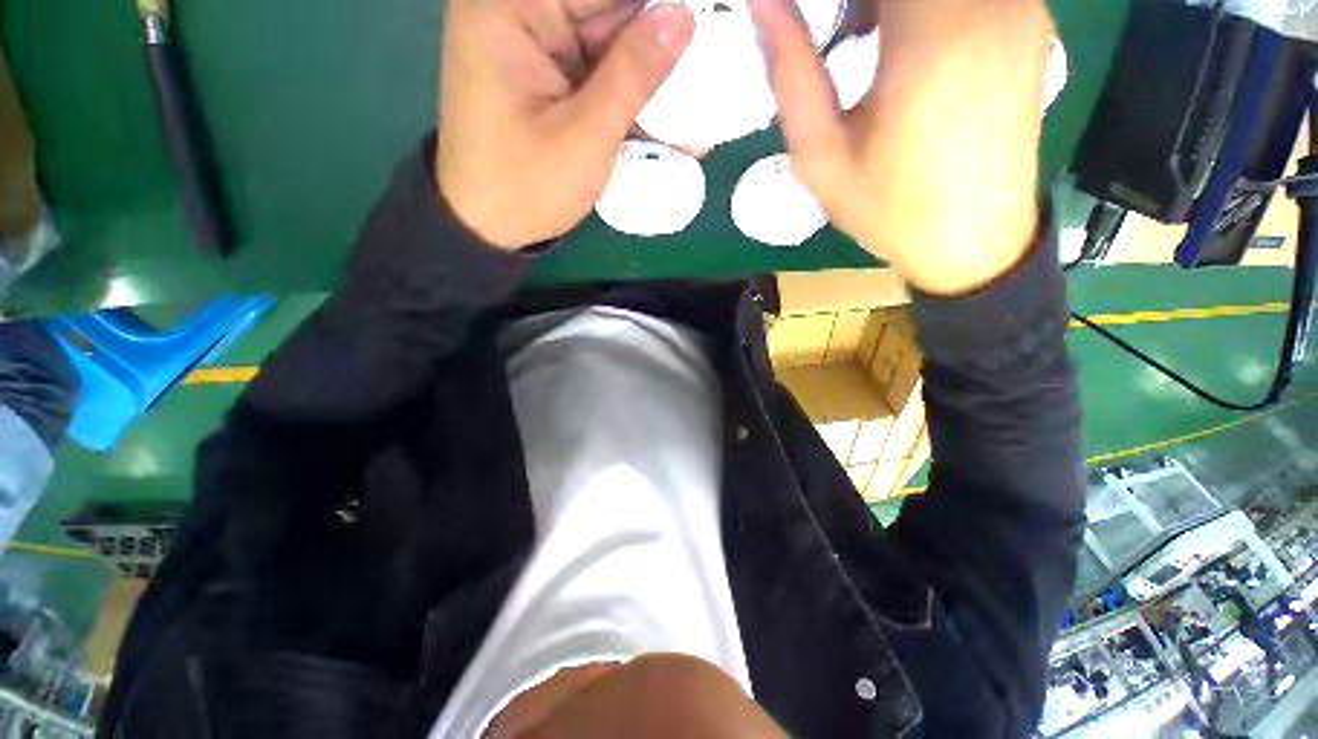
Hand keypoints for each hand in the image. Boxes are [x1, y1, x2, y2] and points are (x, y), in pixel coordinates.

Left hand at [436, 0, 694, 249]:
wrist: (489, 229)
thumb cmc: (527, 186)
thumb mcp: (586, 135)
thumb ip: (633, 74)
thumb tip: (682, 17)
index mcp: (511, 7)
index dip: (656, 6)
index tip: (709, 18)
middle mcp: (521, 14)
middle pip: (607, 12)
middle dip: (660, 39)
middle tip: (714, 61)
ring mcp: (536, 48)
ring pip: (610, 45)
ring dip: (653, 77)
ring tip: (699, 101)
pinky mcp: (550, 80)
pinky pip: (601, 75)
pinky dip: (632, 98)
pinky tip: (669, 122)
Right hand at [750, 0, 1052, 294]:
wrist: (974, 242)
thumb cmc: (888, 209)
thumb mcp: (821, 157)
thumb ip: (792, 74)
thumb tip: (764, 6)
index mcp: (930, 33)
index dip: (838, 0)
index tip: (811, 24)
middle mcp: (986, 2)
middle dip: (859, 4)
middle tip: (837, 36)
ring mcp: (1018, 6)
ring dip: (891, 6)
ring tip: (862, 40)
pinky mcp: (1030, 20)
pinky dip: (924, 7)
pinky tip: (905, 44)